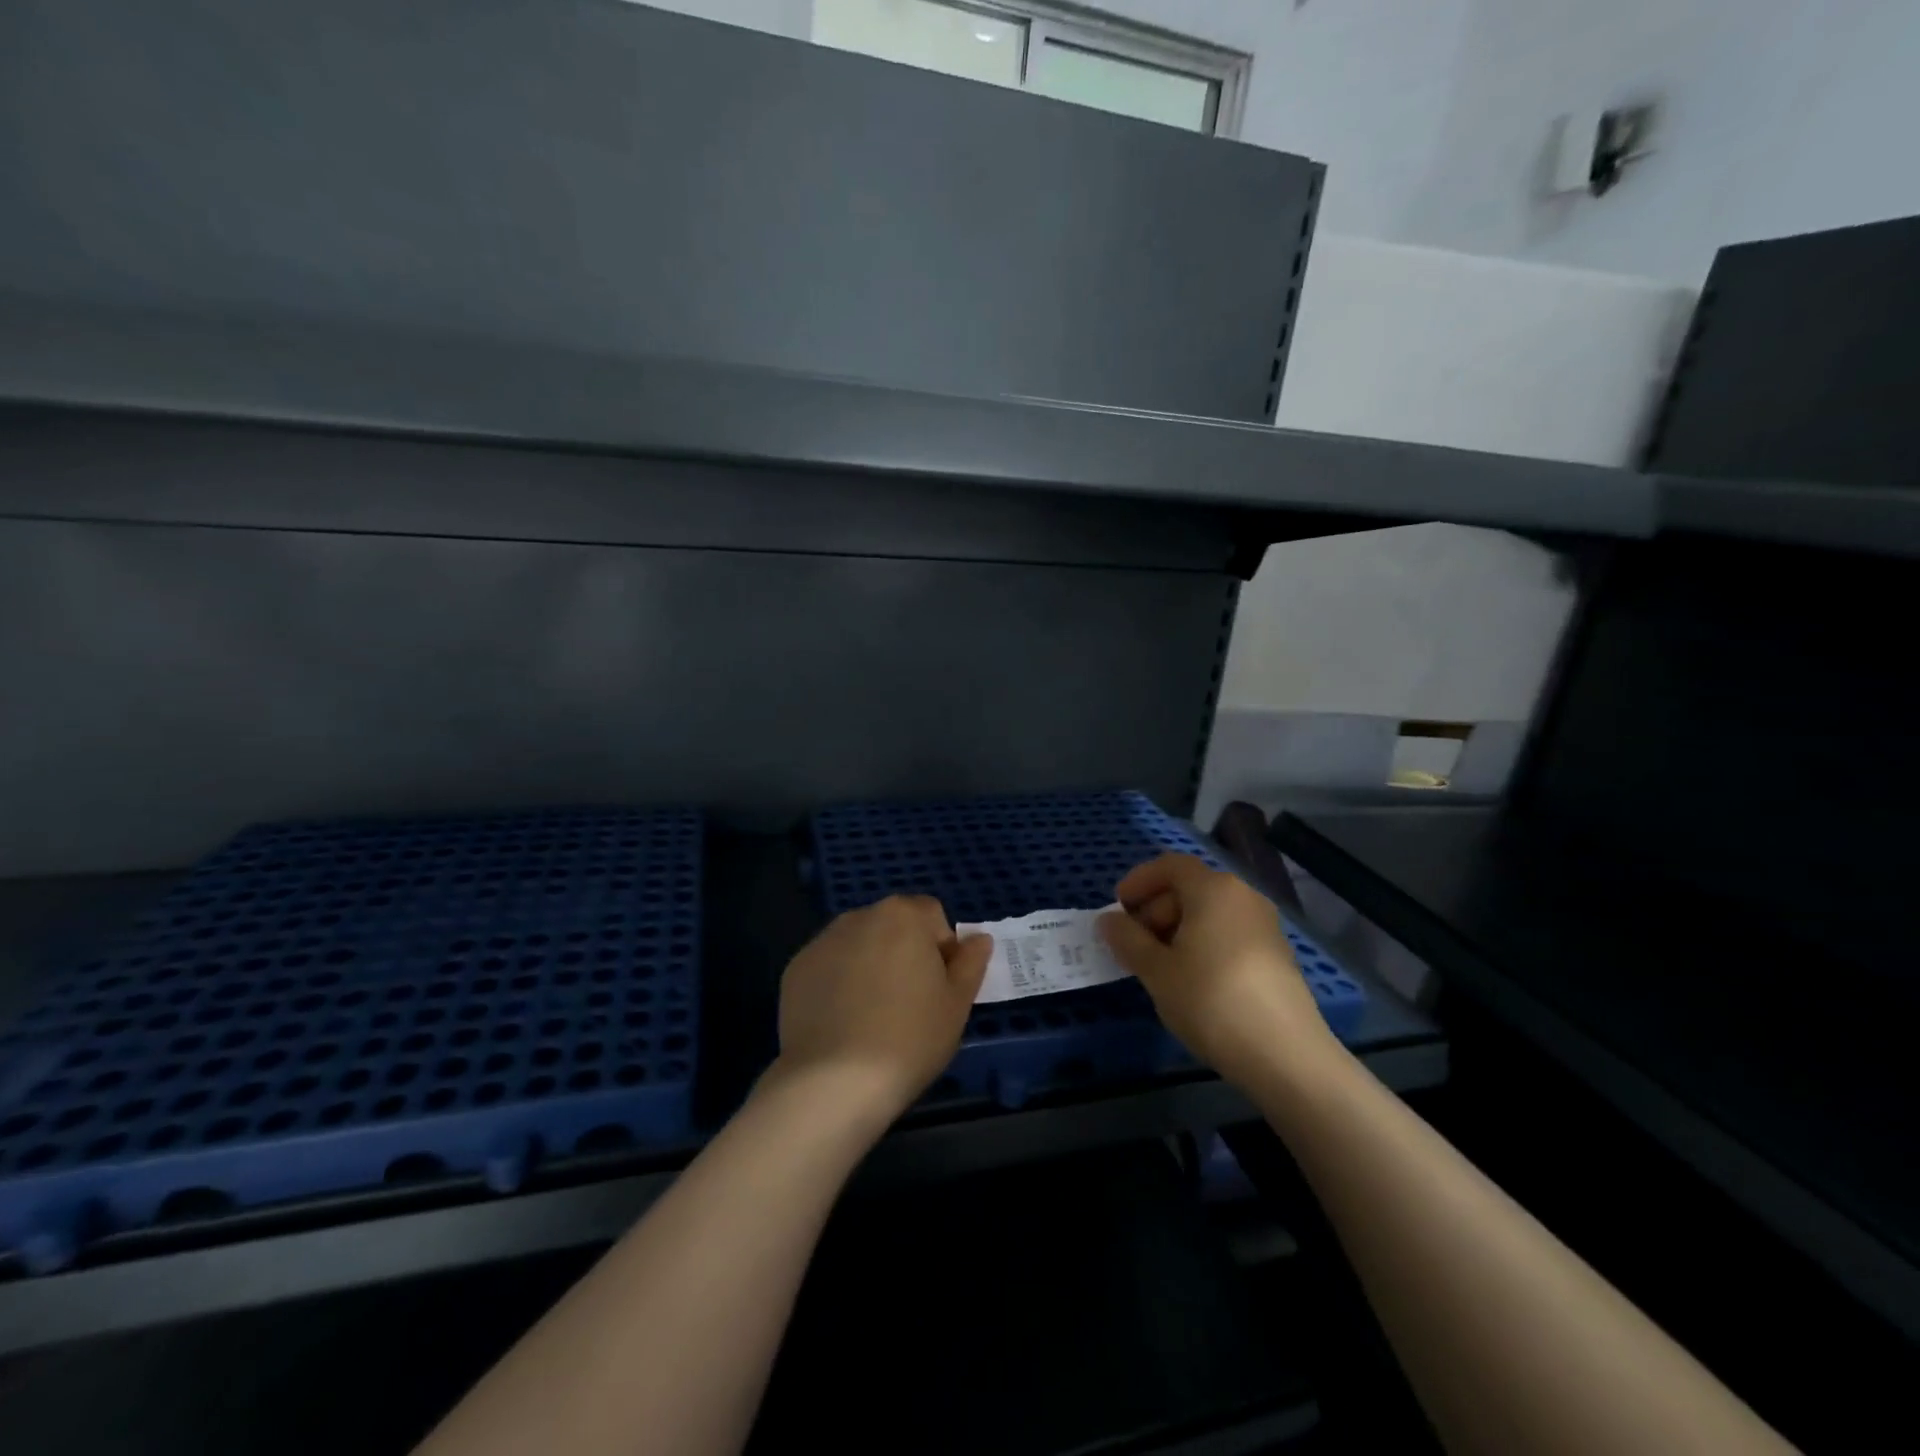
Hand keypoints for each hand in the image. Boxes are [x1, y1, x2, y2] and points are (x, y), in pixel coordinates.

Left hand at [772, 895, 991, 1123]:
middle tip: (909, 1003)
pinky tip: (842, 1022)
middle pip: (893, 925)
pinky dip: (838, 983)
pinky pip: (829, 967)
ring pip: (859, 945)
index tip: (938, 987)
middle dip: (904, 952)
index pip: (932, 915)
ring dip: (870, 964)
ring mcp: (822, 941)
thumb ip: (970, 963)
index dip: (941, 948)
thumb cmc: (910, 1038)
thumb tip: (978, 939)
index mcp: (903, 915)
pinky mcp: (796, 969)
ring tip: (872, 1016)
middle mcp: (859, 916)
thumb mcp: (956, 1004)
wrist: (834, 1081)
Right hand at [1098, 854, 1340, 1092]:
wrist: (1286, 1056)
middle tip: (1132, 946)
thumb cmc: (1211, 1001)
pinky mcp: (1276, 954)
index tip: (1117, 909)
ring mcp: (1264, 925)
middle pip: (1189, 888)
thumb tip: (1108, 920)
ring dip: (1177, 930)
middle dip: (1154, 910)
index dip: (1138, 881)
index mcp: (1213, 889)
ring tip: (1158, 968)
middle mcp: (1242, 896)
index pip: (1169, 866)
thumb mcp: (1157, 971)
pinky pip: (1228, 934)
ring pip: (1209, 913)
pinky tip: (1191, 982)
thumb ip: (1127, 939)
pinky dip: (1202, 944)